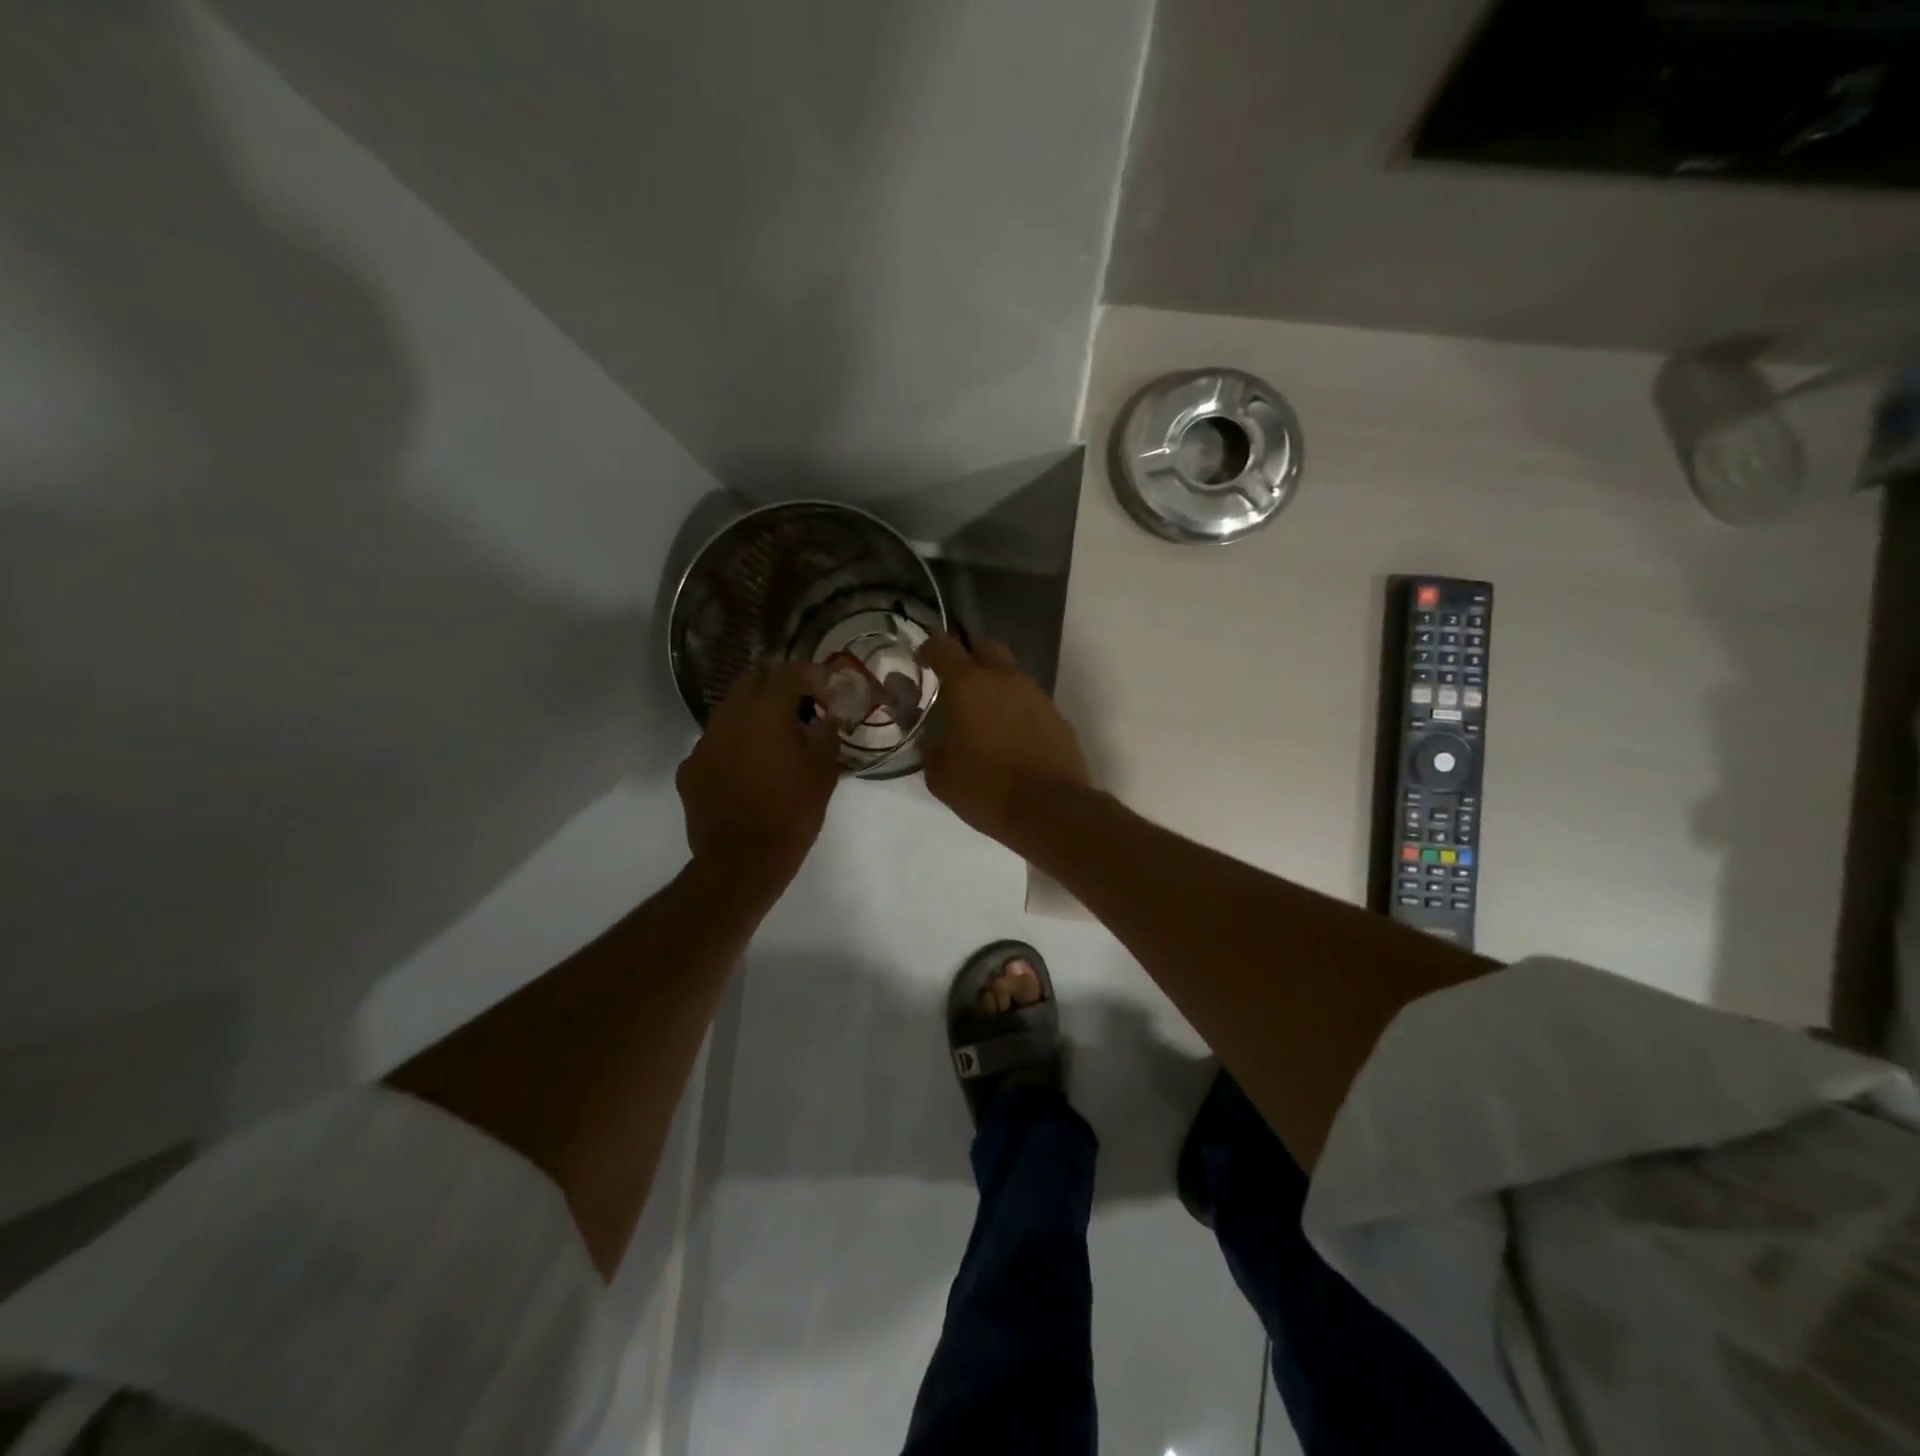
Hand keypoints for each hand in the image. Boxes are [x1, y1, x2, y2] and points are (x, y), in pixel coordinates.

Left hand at [677, 662, 840, 894]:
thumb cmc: (791, 814)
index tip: (824, 684)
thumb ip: (826, 736)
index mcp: (766, 713)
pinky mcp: (690, 769)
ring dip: (752, 714)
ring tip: (772, 737)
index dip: (809, 673)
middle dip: (776, 686)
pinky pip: (715, 744)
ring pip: (729, 711)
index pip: (788, 673)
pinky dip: (733, 745)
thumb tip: (827, 718)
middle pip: (751, 681)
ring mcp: (704, 743)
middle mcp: (729, 718)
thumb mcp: (823, 774)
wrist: (741, 861)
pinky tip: (746, 768)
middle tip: (798, 705)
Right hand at [916, 633, 1090, 848]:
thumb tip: (928, 735)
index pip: (943, 646)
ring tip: (983, 718)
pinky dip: (1016, 711)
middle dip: (967, 658)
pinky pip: (1030, 702)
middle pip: (984, 648)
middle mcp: (1005, 679)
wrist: (1050, 809)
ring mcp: (1036, 695)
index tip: (921, 665)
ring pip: (1011, 675)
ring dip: (994, 686)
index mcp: (969, 684)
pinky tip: (1010, 739)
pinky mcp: (1057, 717)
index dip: (928, 650)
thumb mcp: (939, 772)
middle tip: (955, 685)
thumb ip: (928, 743)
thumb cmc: (985, 787)